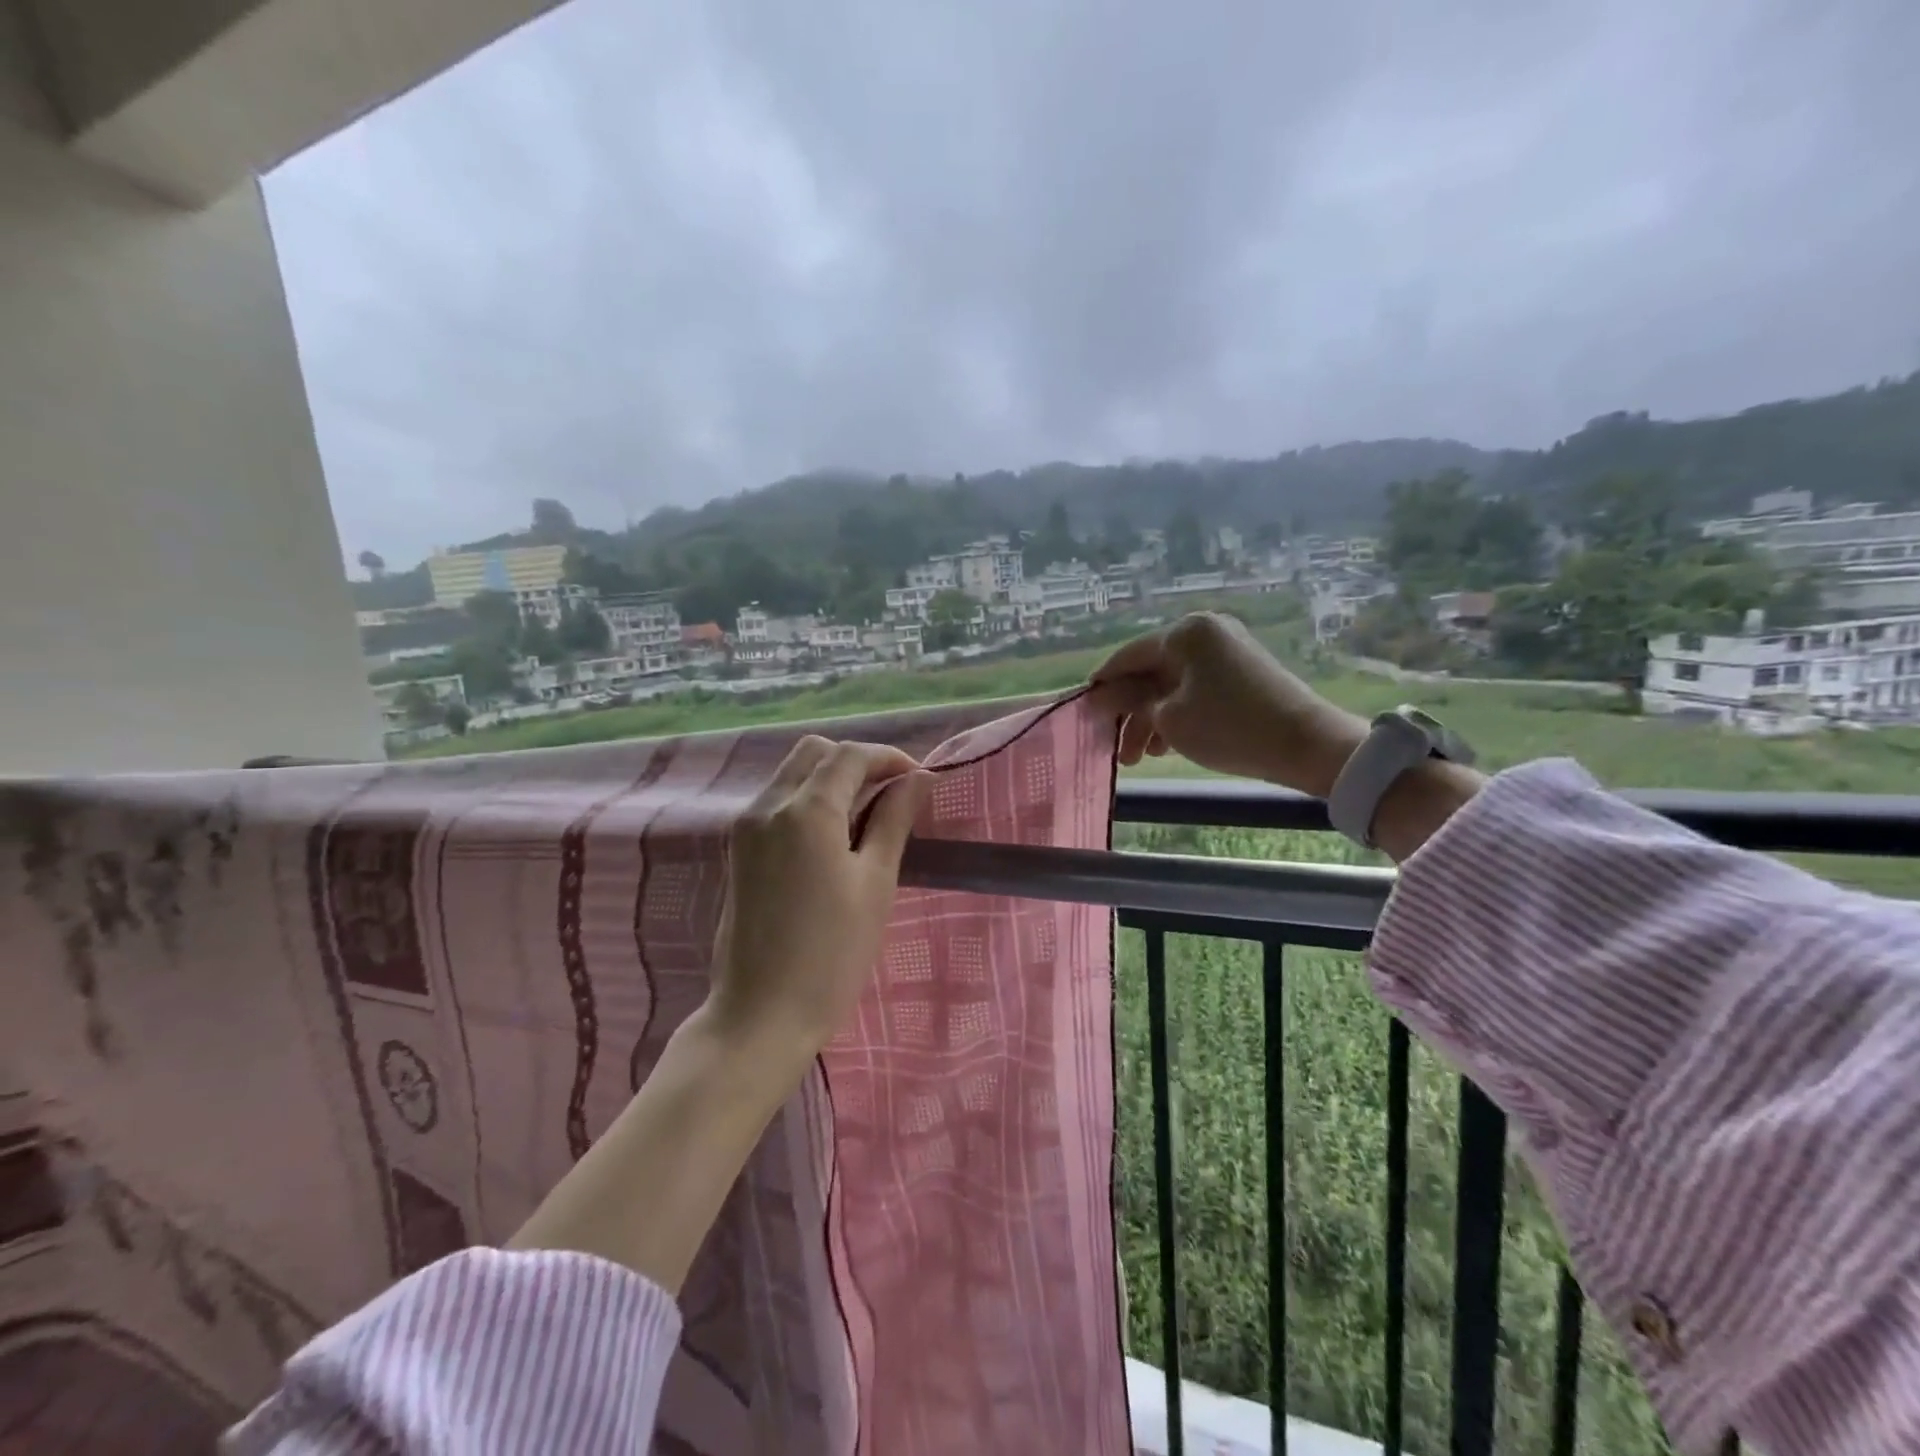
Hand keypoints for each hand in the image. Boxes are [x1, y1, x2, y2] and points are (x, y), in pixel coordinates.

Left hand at [705, 735, 931, 1056]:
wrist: (761, 1015)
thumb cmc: (831, 954)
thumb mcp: (875, 883)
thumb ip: (894, 820)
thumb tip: (917, 779)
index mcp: (805, 810)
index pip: (849, 756)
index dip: (889, 758)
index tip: (919, 780)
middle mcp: (767, 806)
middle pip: (814, 753)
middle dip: (856, 761)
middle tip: (892, 794)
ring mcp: (746, 828)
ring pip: (792, 775)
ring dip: (831, 779)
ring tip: (868, 817)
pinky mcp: (738, 851)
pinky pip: (777, 802)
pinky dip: (808, 800)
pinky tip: (833, 837)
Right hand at [1089, 612, 1367, 797]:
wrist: (1305, 744)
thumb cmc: (1227, 726)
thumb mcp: (1168, 718)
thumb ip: (1129, 702)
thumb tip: (1100, 696)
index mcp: (1185, 632)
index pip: (1128, 655)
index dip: (1103, 685)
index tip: (1083, 711)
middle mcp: (1205, 633)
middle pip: (1151, 671)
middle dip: (1130, 712)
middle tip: (1115, 747)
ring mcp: (1226, 652)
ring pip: (1172, 685)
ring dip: (1151, 719)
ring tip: (1140, 757)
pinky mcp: (1242, 673)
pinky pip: (1195, 689)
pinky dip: (1177, 714)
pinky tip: (1166, 746)